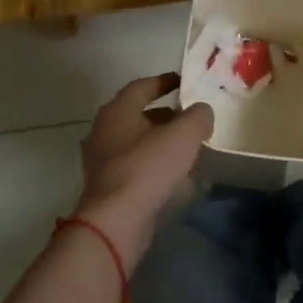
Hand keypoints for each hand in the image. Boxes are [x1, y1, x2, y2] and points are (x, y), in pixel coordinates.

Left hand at [74, 73, 212, 268]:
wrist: (115, 221)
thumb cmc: (148, 167)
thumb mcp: (184, 134)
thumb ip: (198, 116)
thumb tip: (201, 112)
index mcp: (117, 110)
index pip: (142, 86)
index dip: (164, 81)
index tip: (183, 82)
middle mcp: (103, 130)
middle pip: (137, 113)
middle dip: (164, 113)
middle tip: (188, 116)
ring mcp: (101, 159)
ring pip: (134, 140)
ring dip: (158, 139)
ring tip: (185, 145)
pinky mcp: (105, 185)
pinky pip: (132, 163)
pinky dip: (151, 161)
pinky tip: (171, 172)